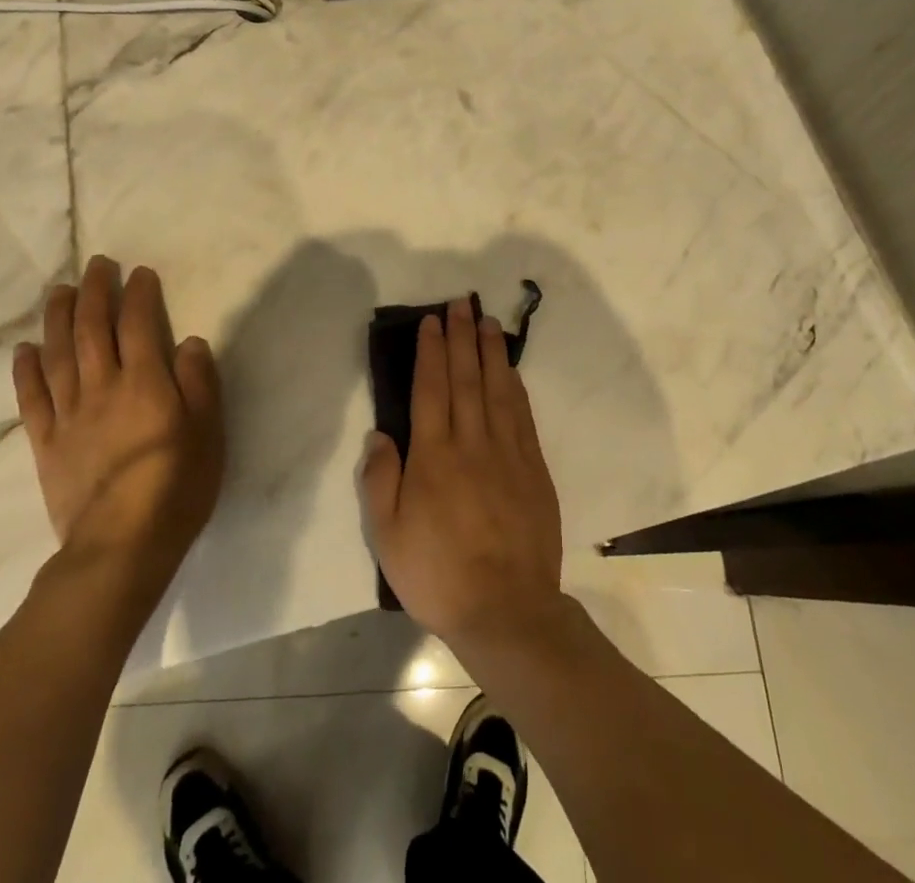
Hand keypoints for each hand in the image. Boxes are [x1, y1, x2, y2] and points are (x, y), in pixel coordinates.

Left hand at [13, 256, 222, 591]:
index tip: (140, 272)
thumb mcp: (209, 433)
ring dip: (58, 318)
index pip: (138, 325)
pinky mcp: (46, 444)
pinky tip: (24, 348)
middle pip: (93, 330)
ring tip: (59, 291)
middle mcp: (103, 388)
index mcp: (145, 383)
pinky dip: (26, 370)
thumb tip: (188, 341)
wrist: (121, 548)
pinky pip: (32, 399)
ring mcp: (69, 415)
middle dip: (95, 292)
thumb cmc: (177, 488)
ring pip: (59, 355)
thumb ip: (199, 383)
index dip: (138, 295)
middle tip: (96, 264)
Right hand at [359, 296, 563, 651]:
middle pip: (465, 378)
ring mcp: (507, 453)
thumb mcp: (388, 536)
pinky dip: (514, 387)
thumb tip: (381, 434)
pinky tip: (510, 370)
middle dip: (461, 337)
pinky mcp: (533, 468)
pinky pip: (522, 416)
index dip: (431, 351)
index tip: (431, 321)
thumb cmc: (438, 574)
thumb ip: (380, 480)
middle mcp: (472, 443)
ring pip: (497, 389)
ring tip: (486, 321)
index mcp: (434, 456)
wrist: (507, 610)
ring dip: (490, 352)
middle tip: (460, 303)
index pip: (431, 389)